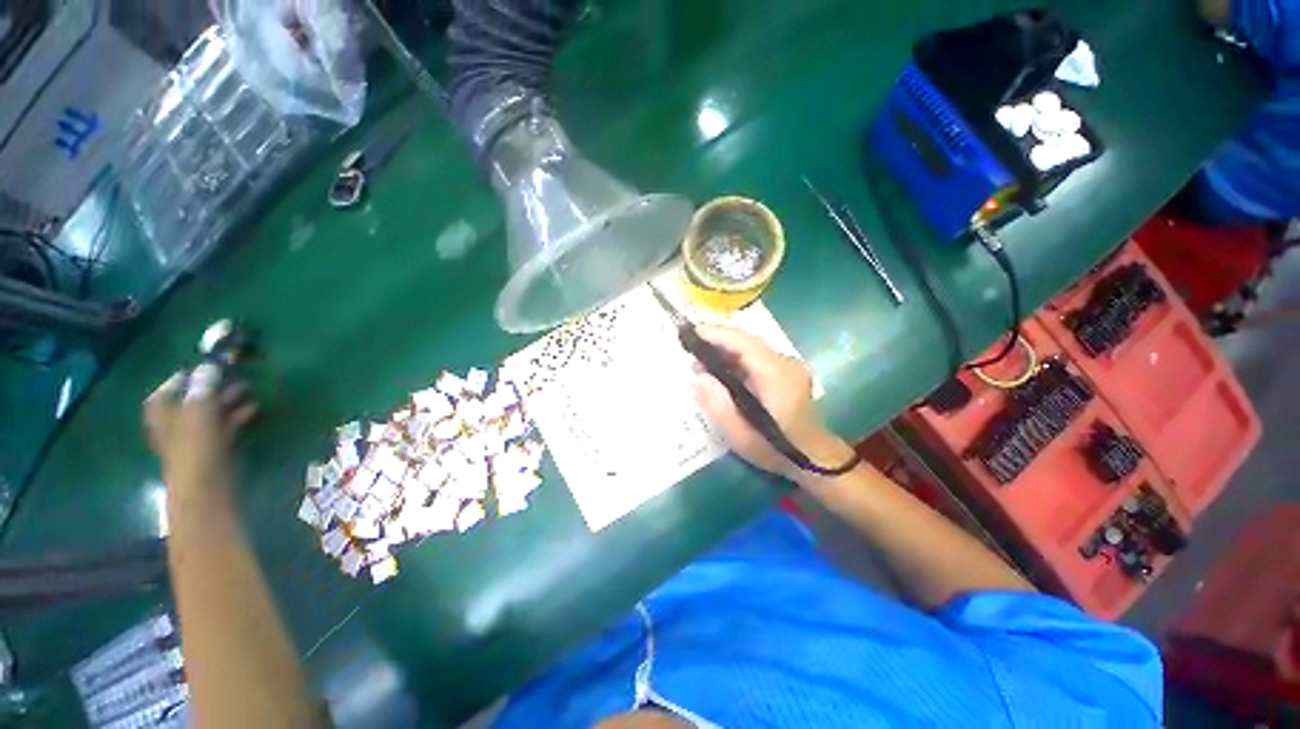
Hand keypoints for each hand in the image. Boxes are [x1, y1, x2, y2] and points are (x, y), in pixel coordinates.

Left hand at [143, 364, 257, 486]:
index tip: (202, 367)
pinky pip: (225, 427)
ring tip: (248, 389)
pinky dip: (237, 417)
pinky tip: (253, 410)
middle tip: (232, 374)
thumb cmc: (195, 449)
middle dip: (211, 388)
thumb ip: (203, 389)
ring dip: (227, 401)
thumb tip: (209, 365)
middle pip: (191, 402)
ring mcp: (196, 440)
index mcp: (164, 416)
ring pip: (211, 414)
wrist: (207, 490)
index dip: (180, 380)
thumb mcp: (198, 413)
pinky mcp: (215, 450)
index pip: (164, 393)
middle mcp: (176, 426)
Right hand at [692, 325, 852, 480]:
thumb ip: (718, 405)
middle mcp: (786, 364)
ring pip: (752, 348)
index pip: (745, 343)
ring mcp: (789, 366)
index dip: (717, 334)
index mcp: (777, 376)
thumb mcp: (740, 436)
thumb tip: (700, 377)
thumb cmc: (775, 450)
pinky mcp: (787, 372)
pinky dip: (736, 359)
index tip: (692, 333)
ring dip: (726, 350)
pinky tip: (721, 371)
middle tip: (691, 352)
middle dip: (718, 341)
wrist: (814, 459)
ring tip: (702, 363)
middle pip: (748, 342)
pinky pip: (757, 357)